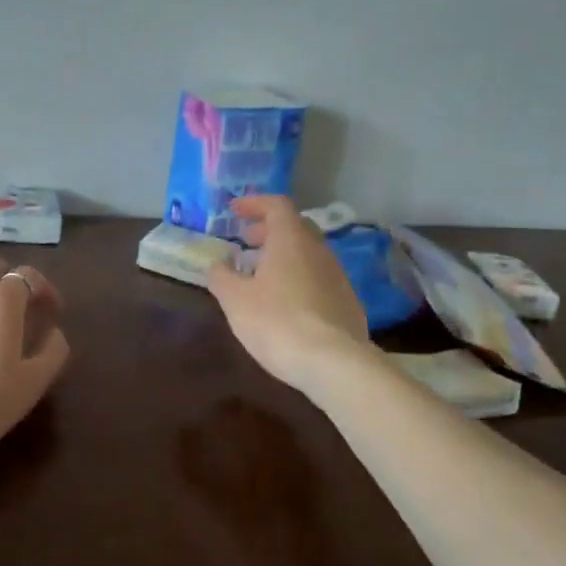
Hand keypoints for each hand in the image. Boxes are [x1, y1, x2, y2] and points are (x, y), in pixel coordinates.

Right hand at [206, 195, 371, 393]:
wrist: (332, 362)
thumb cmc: (276, 322)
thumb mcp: (235, 300)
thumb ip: (222, 276)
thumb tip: (217, 264)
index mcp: (291, 240)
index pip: (276, 205)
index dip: (254, 203)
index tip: (234, 211)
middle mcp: (318, 250)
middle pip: (294, 228)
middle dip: (268, 230)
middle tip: (246, 241)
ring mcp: (338, 276)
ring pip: (308, 254)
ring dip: (283, 256)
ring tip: (260, 275)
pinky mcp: (347, 302)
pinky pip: (318, 279)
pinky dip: (298, 279)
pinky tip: (285, 303)